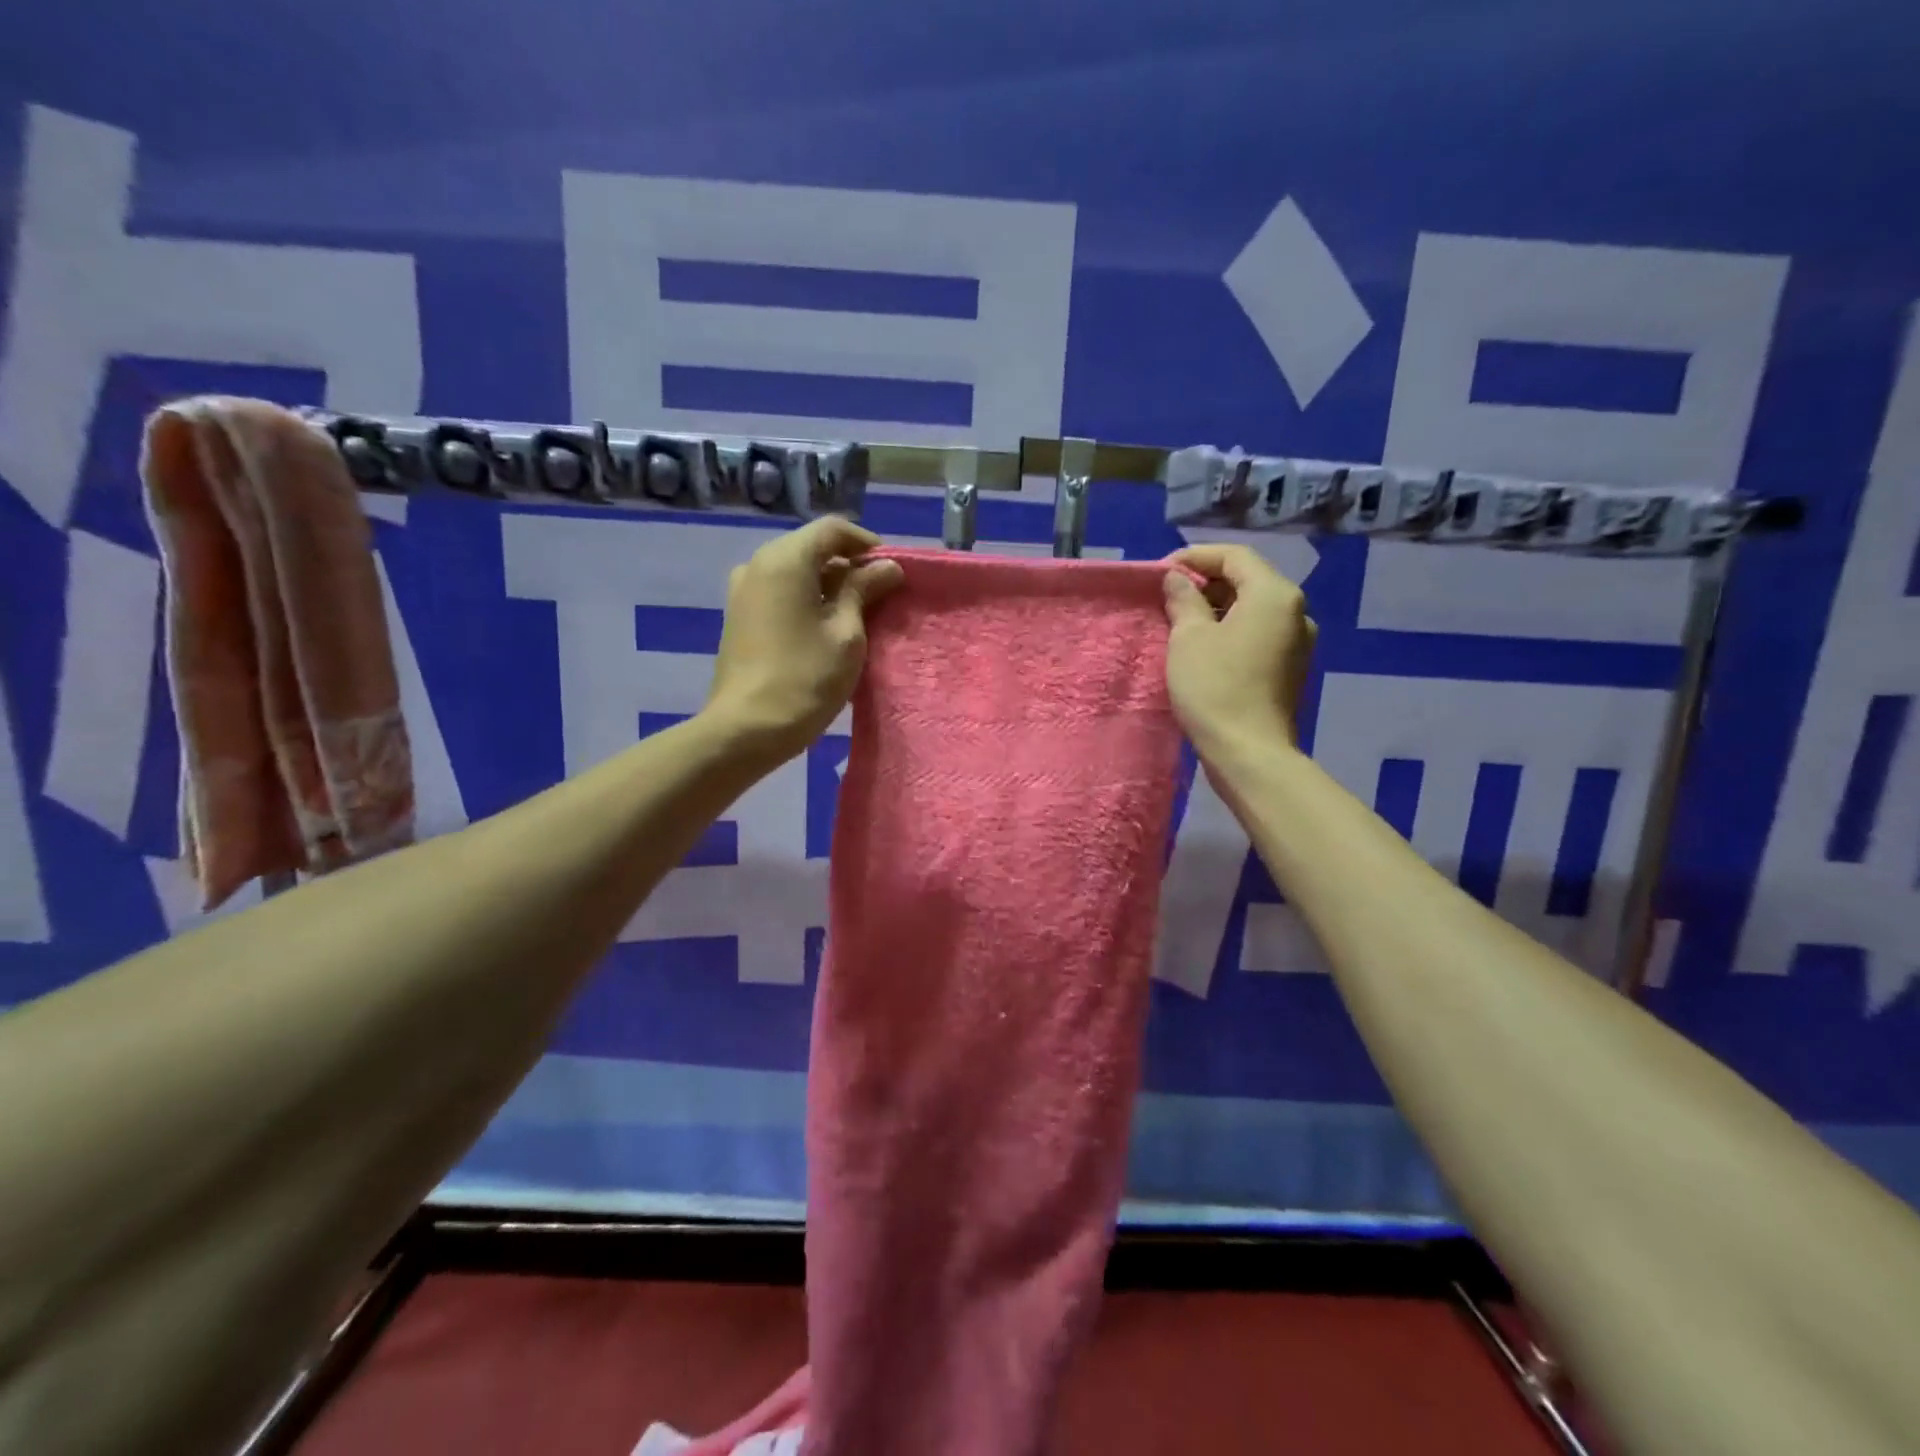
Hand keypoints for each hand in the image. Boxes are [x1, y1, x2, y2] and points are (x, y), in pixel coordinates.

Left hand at [705, 517, 904, 764]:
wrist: (747, 729)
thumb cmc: (805, 678)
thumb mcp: (846, 634)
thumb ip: (864, 591)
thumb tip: (886, 567)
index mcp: (785, 559)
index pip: (833, 529)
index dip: (867, 545)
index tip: (892, 574)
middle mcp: (758, 563)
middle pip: (812, 547)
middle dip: (848, 566)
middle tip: (880, 597)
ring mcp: (743, 590)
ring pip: (796, 571)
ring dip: (828, 585)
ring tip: (856, 616)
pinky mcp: (739, 616)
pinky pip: (780, 592)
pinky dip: (806, 600)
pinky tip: (825, 629)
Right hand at [1162, 544, 1316, 755]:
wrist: (1249, 752)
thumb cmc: (1215, 688)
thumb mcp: (1189, 638)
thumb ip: (1184, 600)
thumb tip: (1177, 579)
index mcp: (1274, 595)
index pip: (1234, 556)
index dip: (1195, 556)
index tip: (1162, 570)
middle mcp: (1295, 611)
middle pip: (1248, 579)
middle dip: (1207, 581)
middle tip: (1168, 594)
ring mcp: (1297, 641)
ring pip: (1254, 607)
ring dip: (1218, 606)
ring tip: (1181, 618)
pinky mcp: (1290, 667)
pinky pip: (1259, 632)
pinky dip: (1232, 628)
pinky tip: (1205, 644)